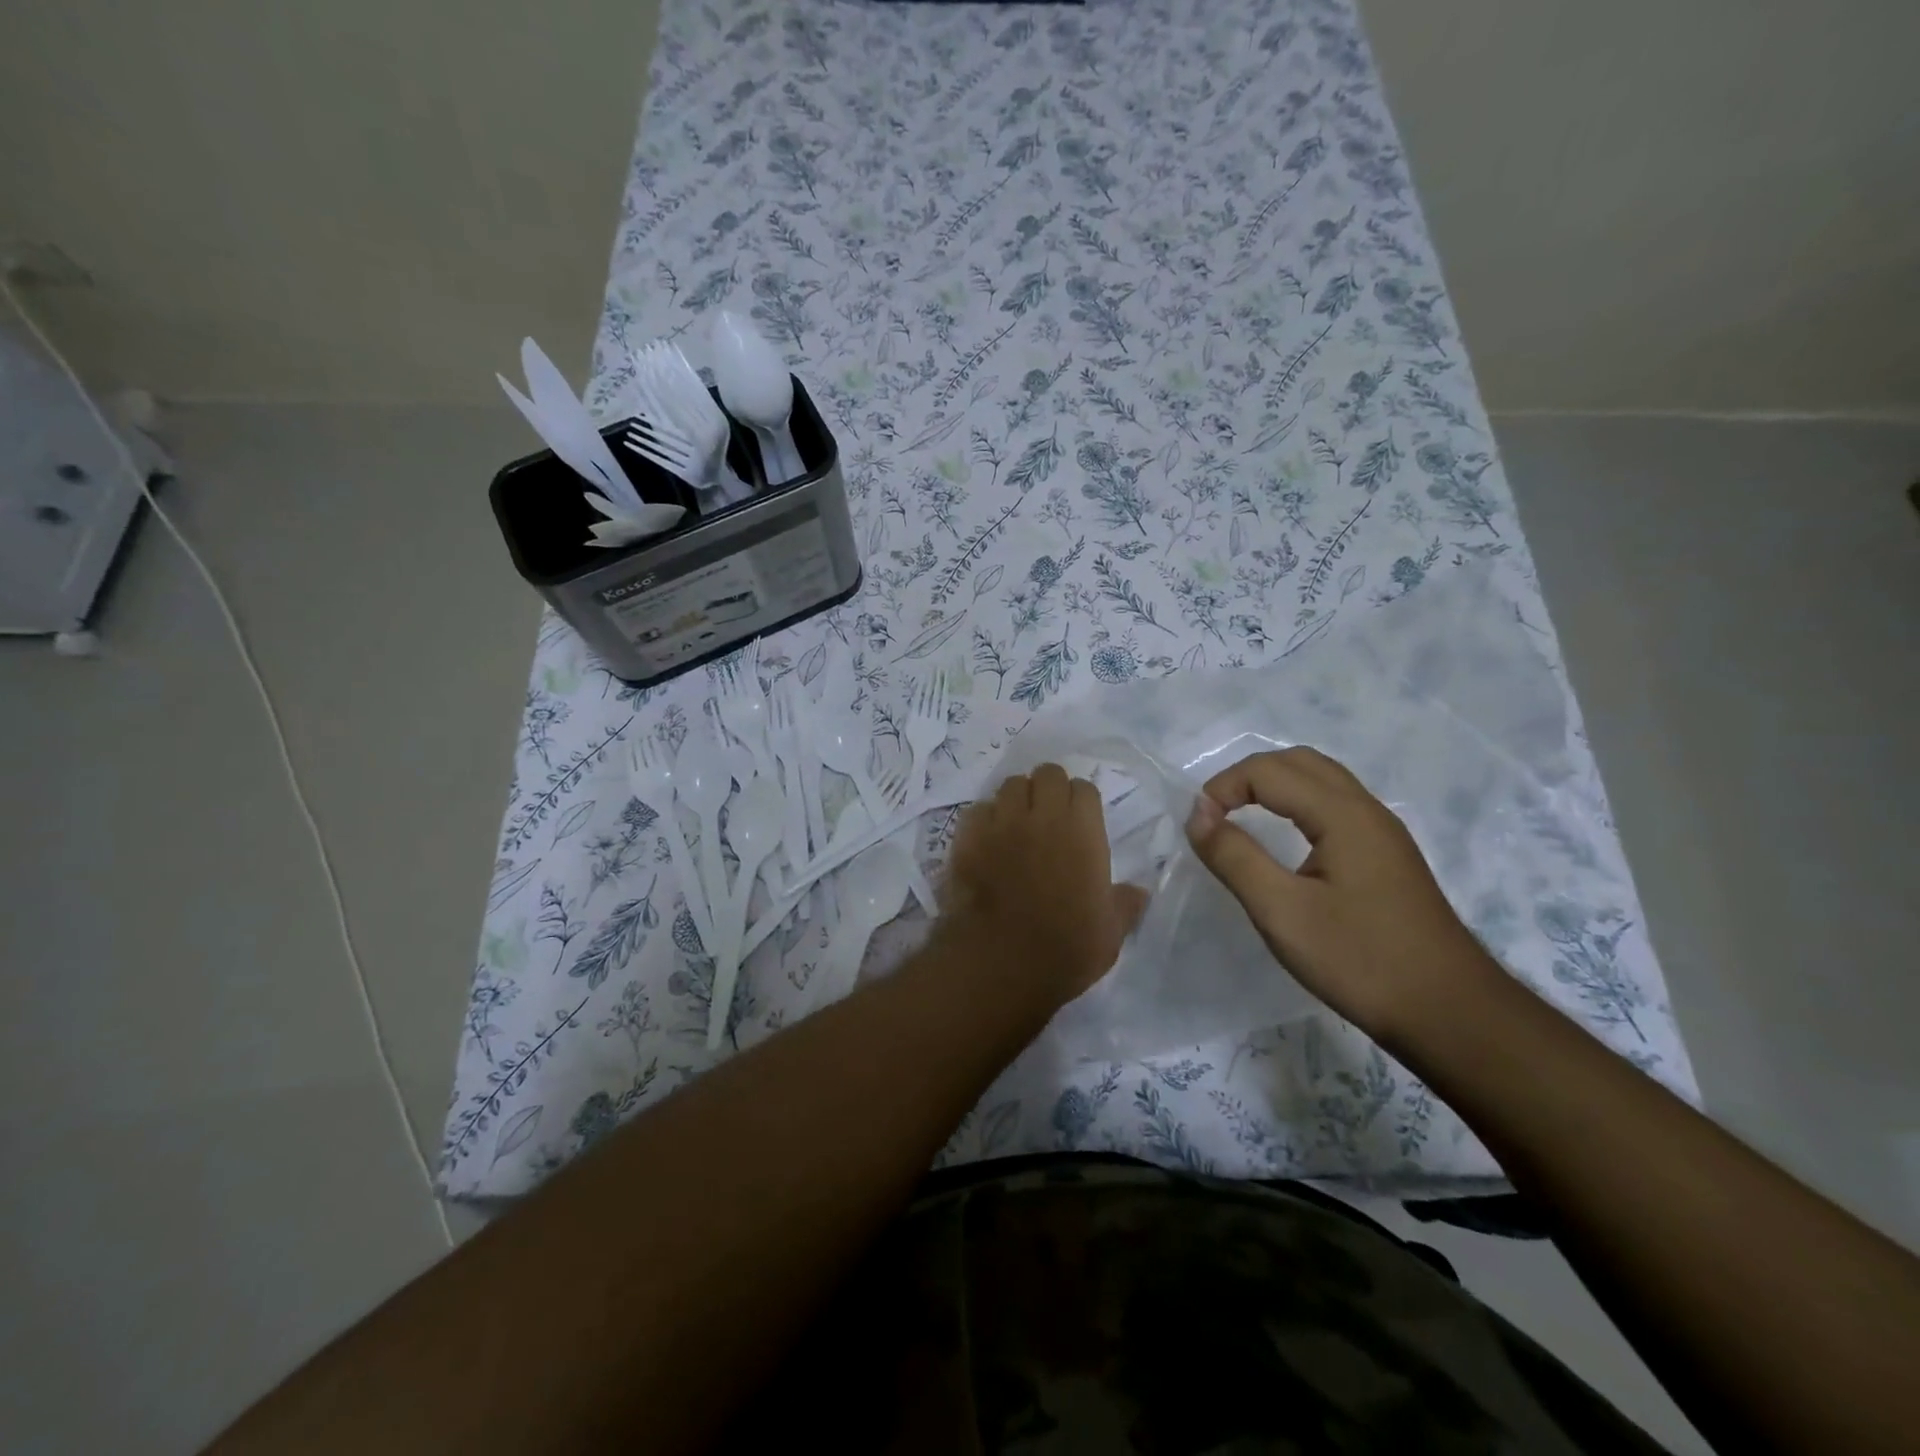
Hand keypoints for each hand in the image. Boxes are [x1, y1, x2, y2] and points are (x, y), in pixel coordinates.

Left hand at [941, 764, 1149, 1008]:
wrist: (1002, 962)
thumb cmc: (1066, 948)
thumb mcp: (1110, 933)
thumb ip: (1124, 904)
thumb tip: (1139, 893)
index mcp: (1083, 831)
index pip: (1084, 788)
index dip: (1082, 802)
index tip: (1080, 820)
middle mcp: (1043, 815)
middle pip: (1047, 774)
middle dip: (1049, 788)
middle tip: (1048, 814)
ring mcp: (1003, 822)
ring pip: (1010, 784)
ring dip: (1017, 798)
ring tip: (1016, 822)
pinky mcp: (969, 836)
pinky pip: (978, 809)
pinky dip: (984, 818)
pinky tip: (986, 839)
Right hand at [1184, 746, 1499, 1039]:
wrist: (1450, 1012)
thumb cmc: (1359, 960)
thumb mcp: (1281, 912)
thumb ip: (1234, 856)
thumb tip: (1197, 813)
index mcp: (1343, 814)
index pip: (1269, 771)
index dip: (1224, 787)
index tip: (1197, 826)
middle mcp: (1366, 810)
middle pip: (1299, 762)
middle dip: (1248, 776)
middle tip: (1215, 812)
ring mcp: (1382, 832)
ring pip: (1321, 780)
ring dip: (1274, 785)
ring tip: (1240, 817)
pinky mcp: (1388, 855)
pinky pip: (1335, 805)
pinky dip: (1297, 803)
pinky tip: (1285, 840)